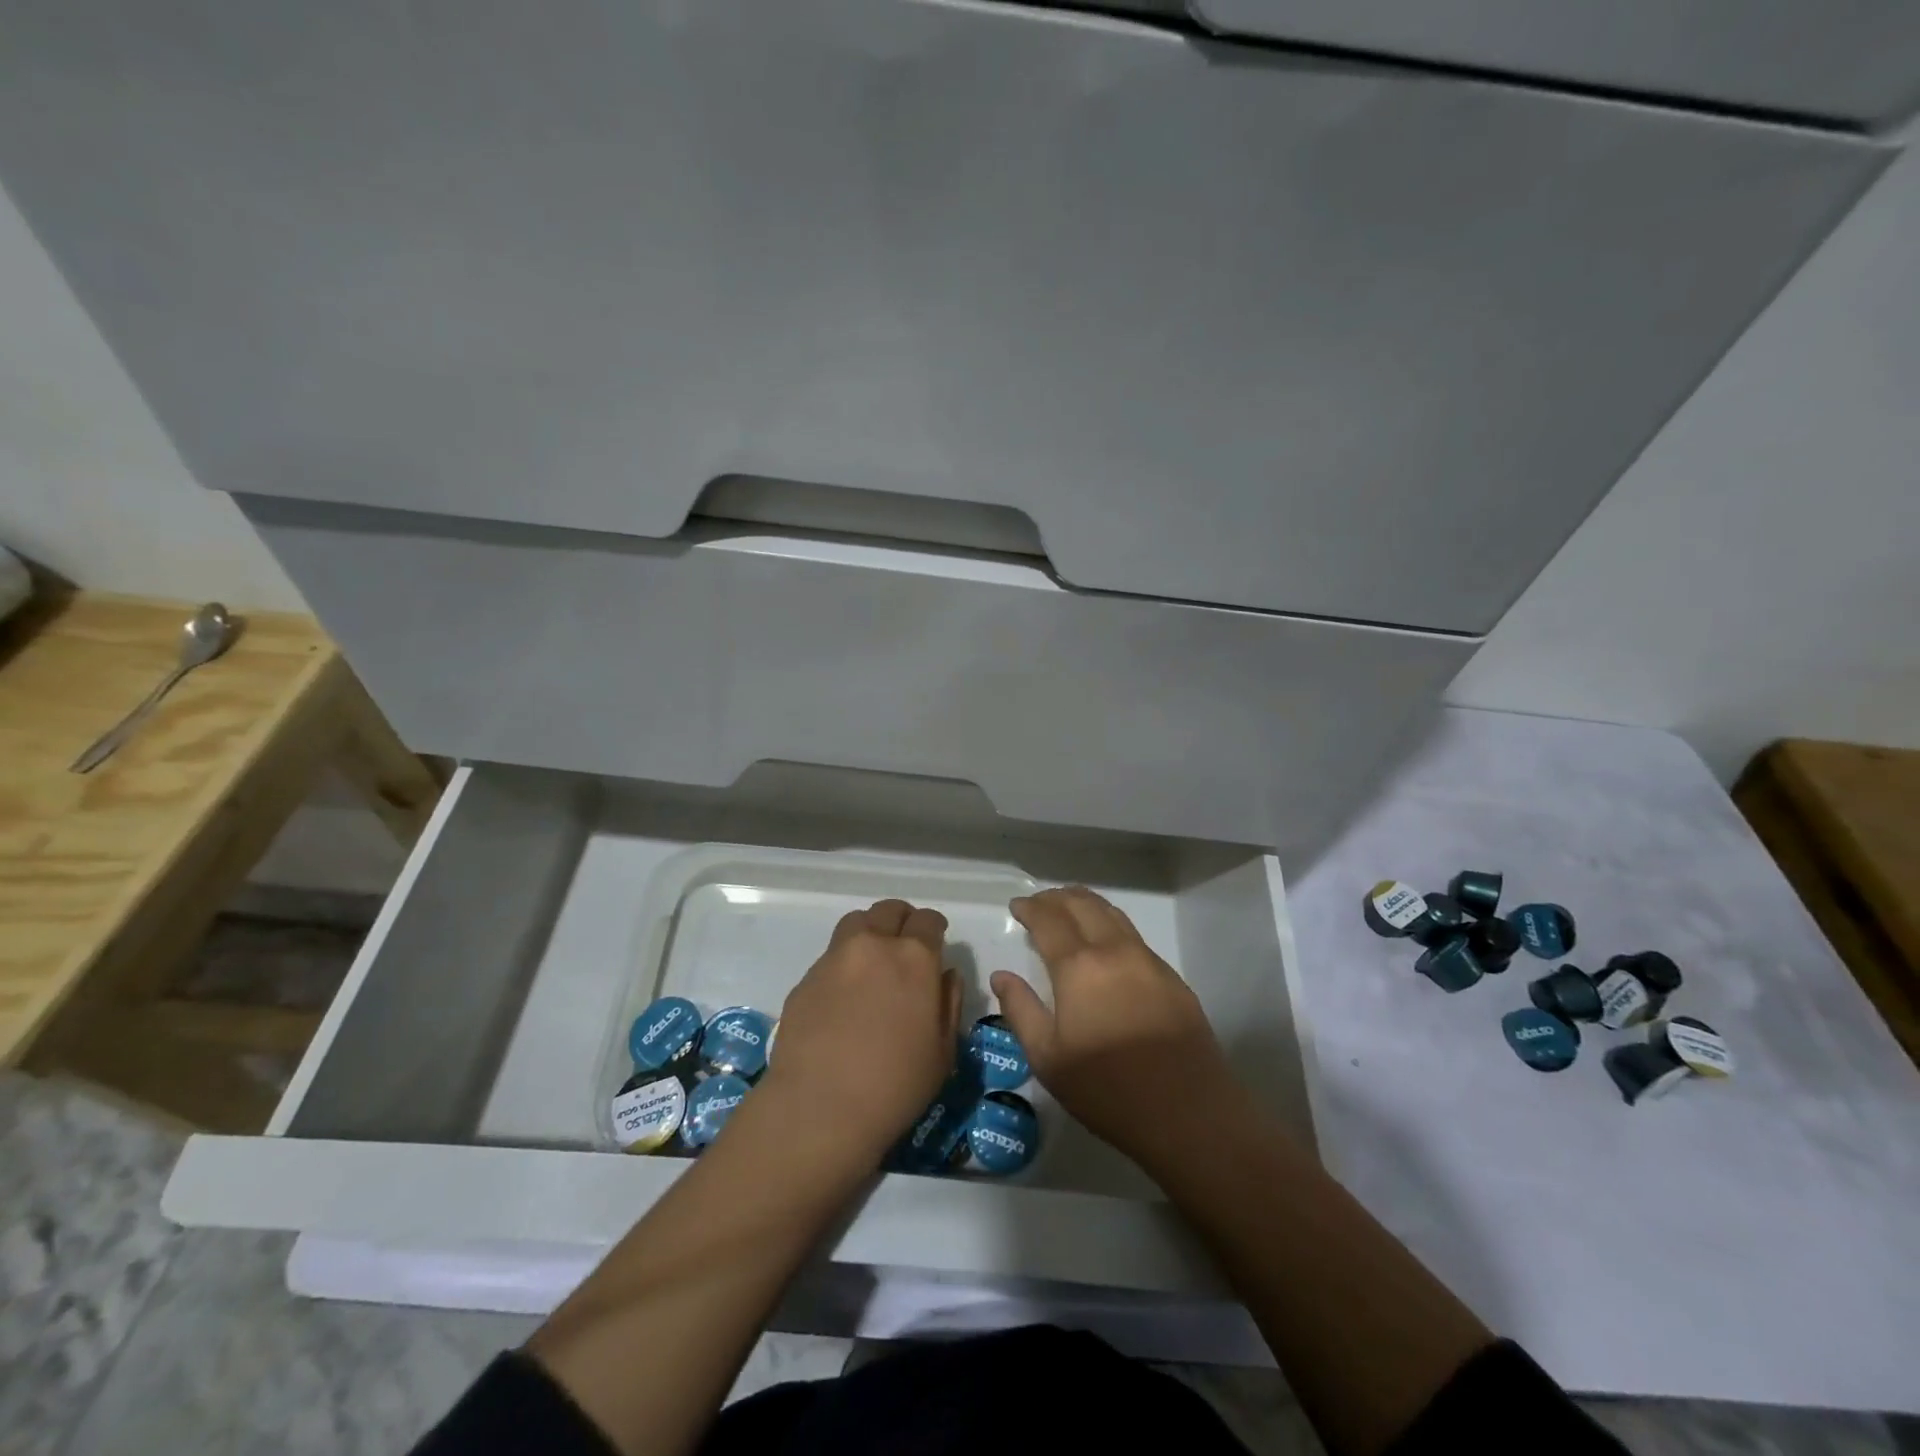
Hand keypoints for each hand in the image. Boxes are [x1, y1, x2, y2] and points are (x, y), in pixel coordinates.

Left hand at [763, 899, 961, 1167]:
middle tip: (906, 944)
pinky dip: (844, 962)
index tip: (936, 942)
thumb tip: (944, 975)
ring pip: (856, 923)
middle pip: (889, 910)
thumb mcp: (943, 1052)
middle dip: (903, 920)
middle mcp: (873, 946)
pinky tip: (845, 995)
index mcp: (914, 958)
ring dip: (870, 931)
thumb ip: (948, 1003)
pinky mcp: (805, 979)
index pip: (928, 920)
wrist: (819, 1109)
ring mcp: (834, 958)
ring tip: (873, 960)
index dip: (935, 928)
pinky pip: (831, 956)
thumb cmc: (895, 1086)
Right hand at [991, 886, 1243, 1172]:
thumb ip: (1020, 1010)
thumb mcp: (1048, 1058)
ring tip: (1069, 908)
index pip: (1049, 920)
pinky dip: (1110, 924)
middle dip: (1056, 898)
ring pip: (1112, 914)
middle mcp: (1114, 951)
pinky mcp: (1172, 978)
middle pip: (1083, 905)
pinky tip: (1106, 943)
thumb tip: (1001, 976)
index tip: (1016, 905)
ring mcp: (1148, 961)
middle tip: (1039, 903)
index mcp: (1079, 967)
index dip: (1030, 908)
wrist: (1188, 1113)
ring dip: (1086, 903)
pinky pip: (1133, 936)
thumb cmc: (1107, 1089)